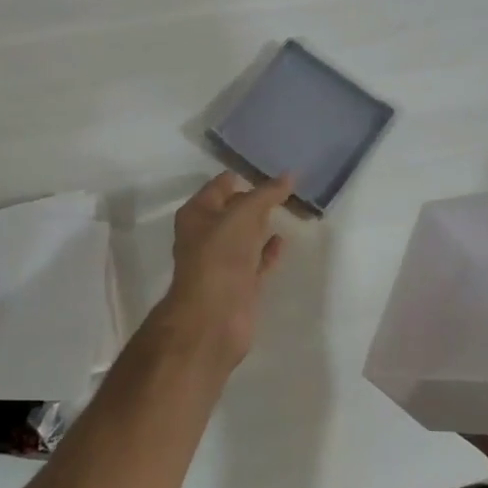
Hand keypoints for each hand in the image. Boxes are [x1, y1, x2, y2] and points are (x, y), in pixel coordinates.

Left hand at [159, 171, 294, 367]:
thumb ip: (267, 194)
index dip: (243, 177)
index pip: (221, 186)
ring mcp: (223, 262)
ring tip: (289, 209)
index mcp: (198, 214)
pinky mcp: (239, 284)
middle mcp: (207, 235)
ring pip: (246, 236)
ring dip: (263, 224)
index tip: (271, 168)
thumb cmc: (220, 257)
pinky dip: (269, 250)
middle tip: (286, 187)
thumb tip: (290, 175)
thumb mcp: (243, 215)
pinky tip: (284, 240)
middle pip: (234, 210)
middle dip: (256, 200)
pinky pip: (257, 260)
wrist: (213, 318)